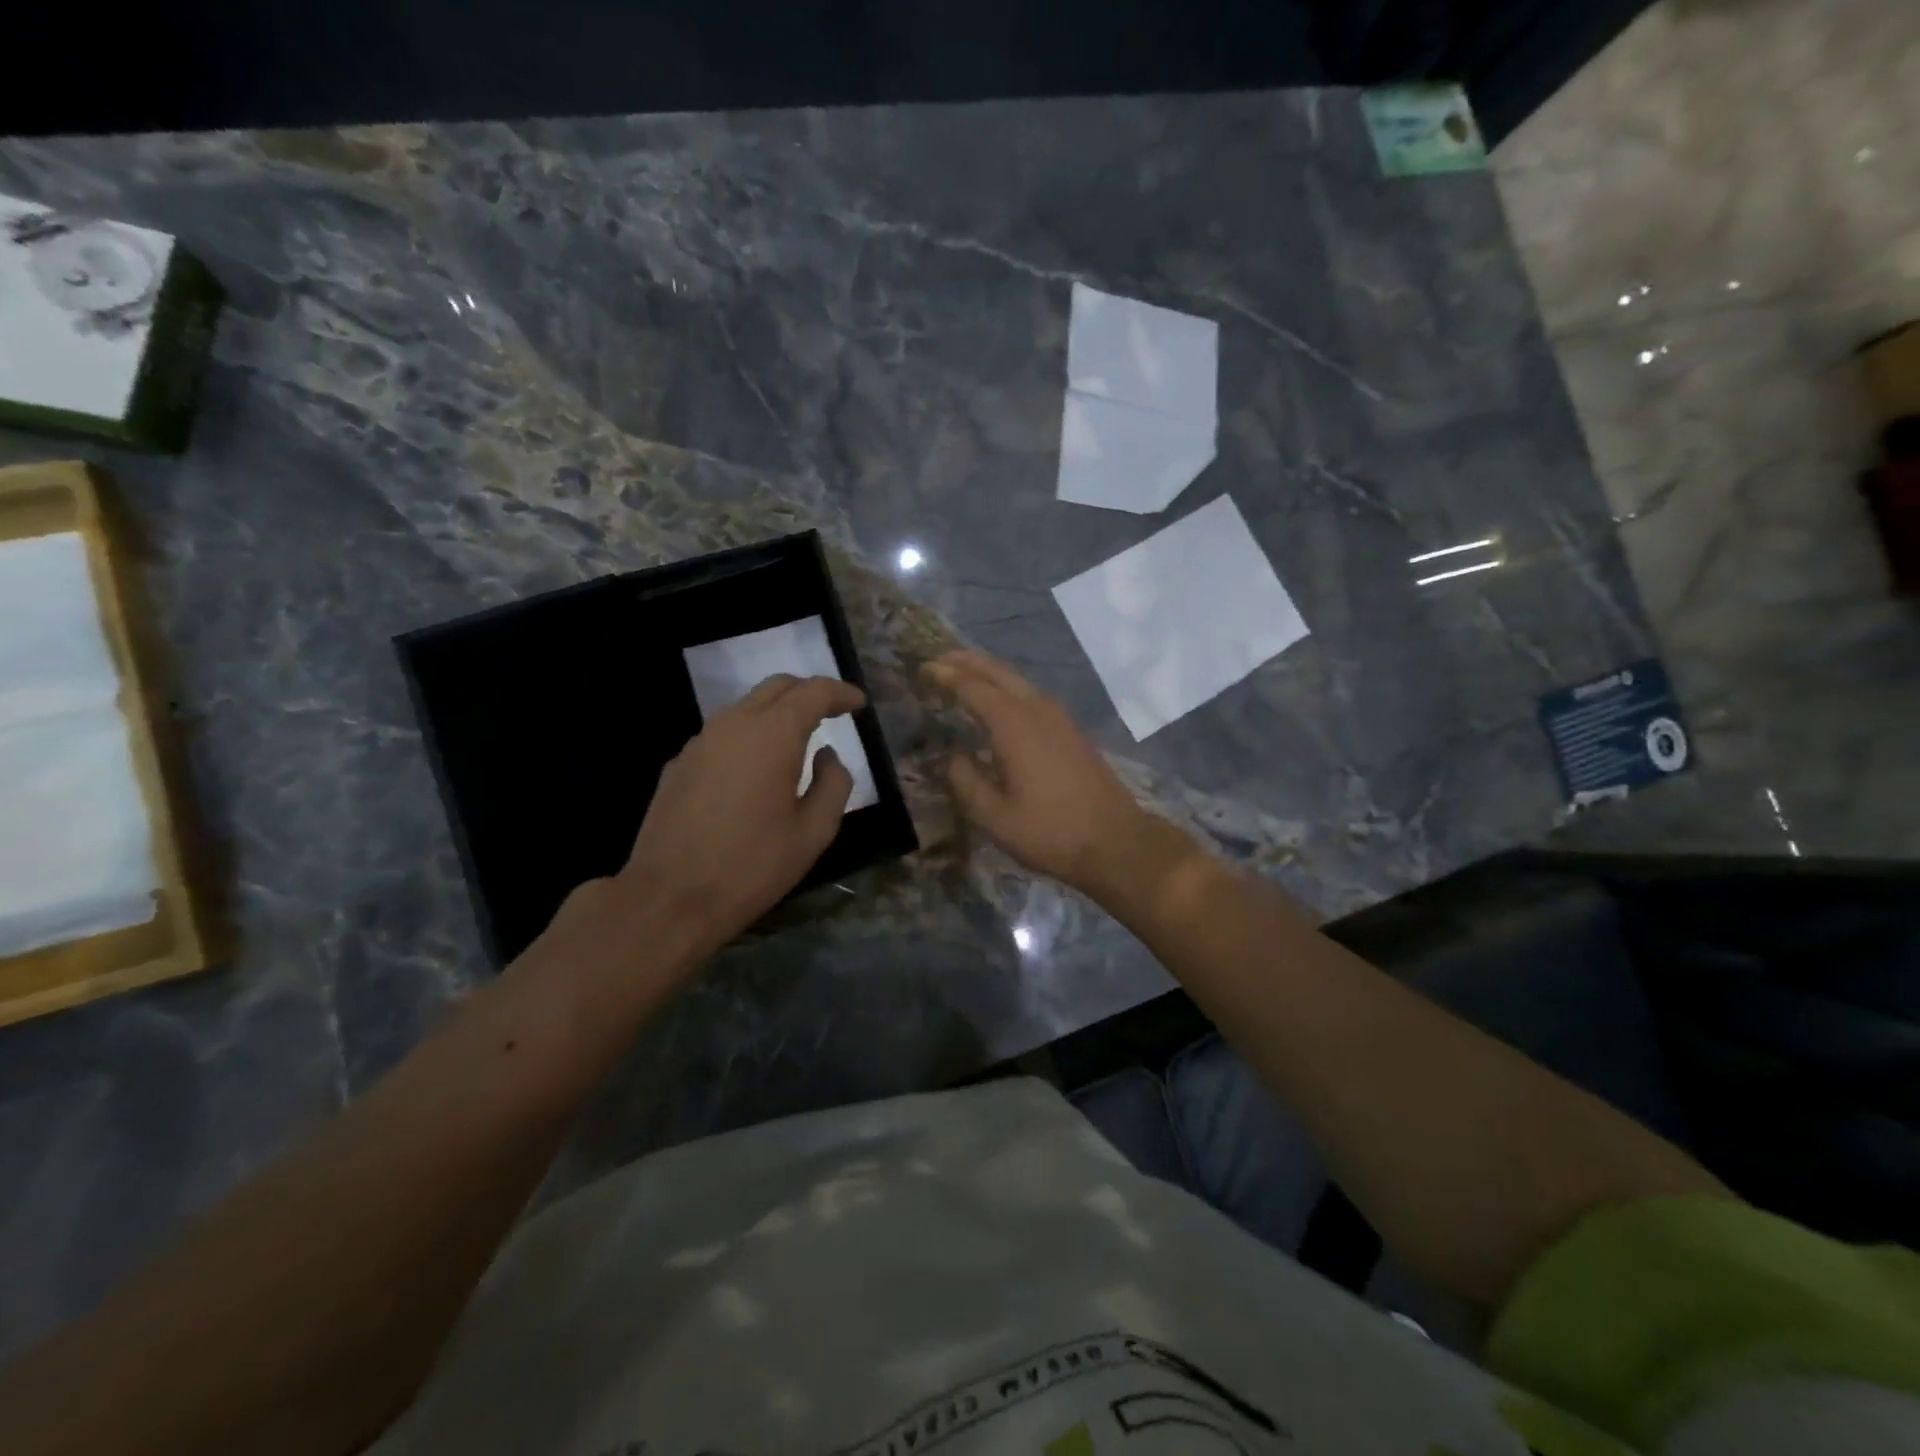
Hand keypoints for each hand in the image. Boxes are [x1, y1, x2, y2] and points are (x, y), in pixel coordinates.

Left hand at [555, 674, 864, 975]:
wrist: (669, 898)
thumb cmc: (752, 865)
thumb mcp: (814, 832)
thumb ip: (833, 784)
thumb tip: (826, 755)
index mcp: (773, 734)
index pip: (813, 692)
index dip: (841, 693)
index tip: (859, 704)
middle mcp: (734, 724)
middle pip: (777, 687)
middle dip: (809, 692)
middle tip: (832, 713)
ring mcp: (700, 741)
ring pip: (746, 707)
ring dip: (777, 712)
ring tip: (798, 740)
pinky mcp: (679, 763)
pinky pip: (724, 733)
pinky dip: (750, 735)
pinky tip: (756, 768)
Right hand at [925, 650, 1188, 899]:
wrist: (1114, 840)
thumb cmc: (1049, 830)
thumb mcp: (993, 815)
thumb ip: (964, 780)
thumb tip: (951, 755)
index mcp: (1013, 724)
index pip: (972, 686)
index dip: (945, 675)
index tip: (922, 670)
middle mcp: (1036, 708)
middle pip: (997, 671)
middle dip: (966, 661)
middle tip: (939, 660)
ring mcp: (1059, 716)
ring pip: (1017, 680)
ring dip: (988, 671)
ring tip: (963, 673)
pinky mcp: (1071, 729)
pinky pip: (1031, 693)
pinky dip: (1007, 687)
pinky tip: (1000, 702)